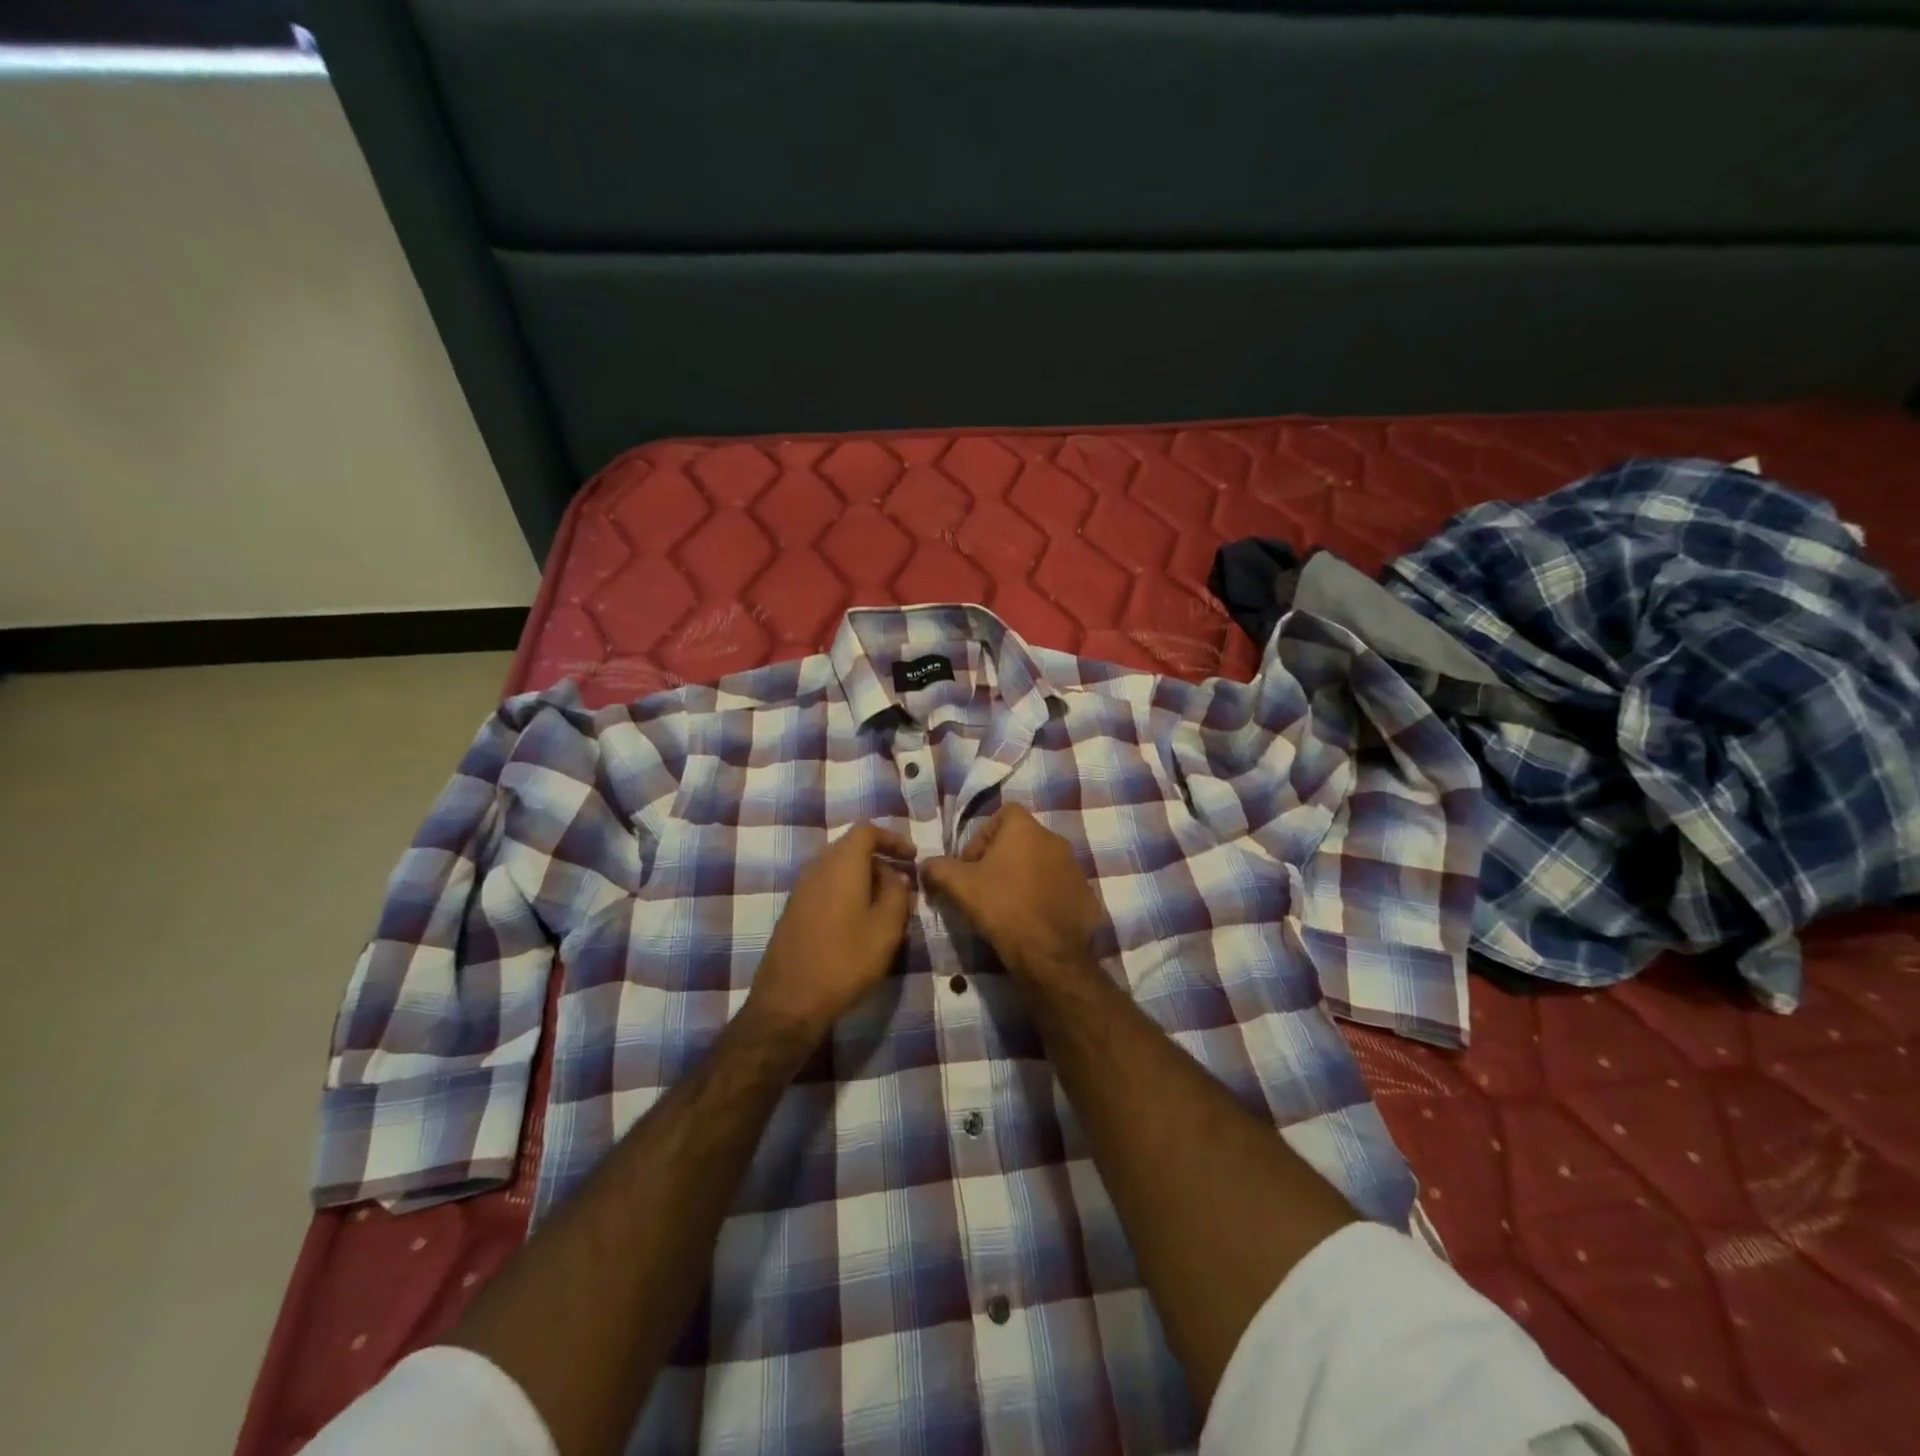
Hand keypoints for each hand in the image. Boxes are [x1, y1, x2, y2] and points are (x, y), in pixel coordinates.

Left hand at [746, 824, 915, 1040]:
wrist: (790, 1001)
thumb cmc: (846, 960)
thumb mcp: (886, 927)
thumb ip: (897, 893)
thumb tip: (894, 876)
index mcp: (841, 863)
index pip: (867, 830)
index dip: (892, 838)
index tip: (913, 857)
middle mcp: (817, 867)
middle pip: (851, 847)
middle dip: (880, 858)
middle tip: (903, 881)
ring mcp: (801, 889)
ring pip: (838, 868)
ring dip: (863, 877)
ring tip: (885, 903)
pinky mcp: (793, 911)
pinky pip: (826, 887)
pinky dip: (847, 891)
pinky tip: (859, 919)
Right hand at [922, 805, 1101, 981]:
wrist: (1048, 952)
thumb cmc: (1001, 906)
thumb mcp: (958, 885)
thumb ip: (937, 868)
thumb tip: (925, 866)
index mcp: (1026, 828)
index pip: (1002, 815)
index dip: (982, 837)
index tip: (970, 866)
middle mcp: (1054, 839)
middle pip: (1021, 840)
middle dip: (1000, 859)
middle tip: (984, 888)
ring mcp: (1074, 867)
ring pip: (1040, 864)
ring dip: (1022, 877)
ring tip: (1007, 906)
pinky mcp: (1085, 893)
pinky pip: (1058, 887)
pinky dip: (1043, 897)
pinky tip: (1030, 920)